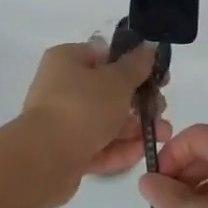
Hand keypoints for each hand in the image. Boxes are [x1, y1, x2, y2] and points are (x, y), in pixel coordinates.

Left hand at [18, 40, 168, 203]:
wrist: (45, 159)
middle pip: (107, 91)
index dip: (133, 65)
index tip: (157, 77)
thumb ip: (136, 65)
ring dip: (134, 127)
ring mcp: (62, 120)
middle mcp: (61, 87)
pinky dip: (119, 148)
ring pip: (105, 120)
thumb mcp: (116, 80)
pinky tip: (142, 152)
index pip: (103, 56)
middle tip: (161, 109)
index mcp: (67, 60)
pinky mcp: (66, 151)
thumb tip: (147, 48)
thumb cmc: (82, 106)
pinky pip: (97, 145)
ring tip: (162, 135)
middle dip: (138, 102)